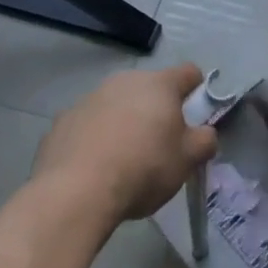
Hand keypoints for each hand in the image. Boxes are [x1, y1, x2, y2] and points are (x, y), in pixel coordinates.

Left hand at [32, 63, 218, 224]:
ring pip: (116, 105)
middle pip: (150, 89)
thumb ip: (205, 141)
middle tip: (159, 145)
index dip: (196, 91)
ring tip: (122, 160)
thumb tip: (206, 134)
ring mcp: (89, 98)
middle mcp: (125, 81)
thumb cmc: (143, 169)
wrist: (75, 194)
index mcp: (160, 84)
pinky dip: (94, 139)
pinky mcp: (61, 122)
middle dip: (157, 110)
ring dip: (124, 122)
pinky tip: (93, 168)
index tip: (194, 117)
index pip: (189, 73)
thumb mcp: (187, 160)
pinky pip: (87, 125)